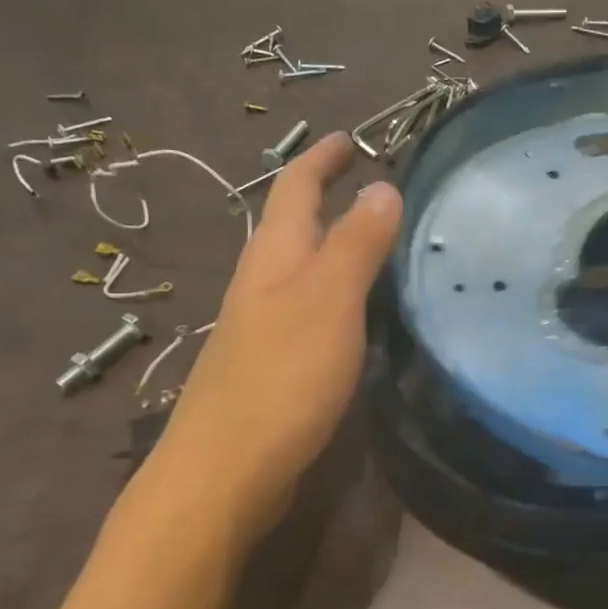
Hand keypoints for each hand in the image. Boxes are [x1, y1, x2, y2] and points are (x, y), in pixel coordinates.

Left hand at [142, 132, 401, 546]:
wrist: (225, 470)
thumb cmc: (281, 378)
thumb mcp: (328, 301)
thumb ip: (355, 244)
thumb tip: (382, 185)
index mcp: (274, 257)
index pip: (295, 187)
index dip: (322, 158)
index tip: (351, 137)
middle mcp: (263, 283)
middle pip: (293, 225)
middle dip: (327, 196)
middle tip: (375, 185)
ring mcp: (264, 326)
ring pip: (301, 268)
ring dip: (333, 244)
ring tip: (377, 239)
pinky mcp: (274, 365)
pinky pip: (309, 308)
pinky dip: (337, 291)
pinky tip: (360, 312)